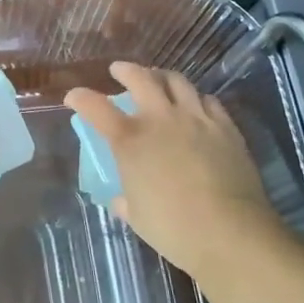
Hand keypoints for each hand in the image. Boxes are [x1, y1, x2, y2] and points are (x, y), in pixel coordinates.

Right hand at [65, 62, 281, 280]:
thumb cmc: (173, 228)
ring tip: (158, 79)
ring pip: (177, 81)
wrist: (230, 232)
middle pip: (140, 78)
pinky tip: (195, 105)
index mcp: (130, 140)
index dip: (81, 98)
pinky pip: (208, 100)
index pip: (96, 107)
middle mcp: (161, 119)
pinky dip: (195, 98)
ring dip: (161, 76)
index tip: (74, 96)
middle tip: (119, 70)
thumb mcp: (137, 216)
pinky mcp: (225, 127)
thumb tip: (121, 200)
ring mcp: (196, 119)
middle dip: (125, 70)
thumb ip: (125, 200)